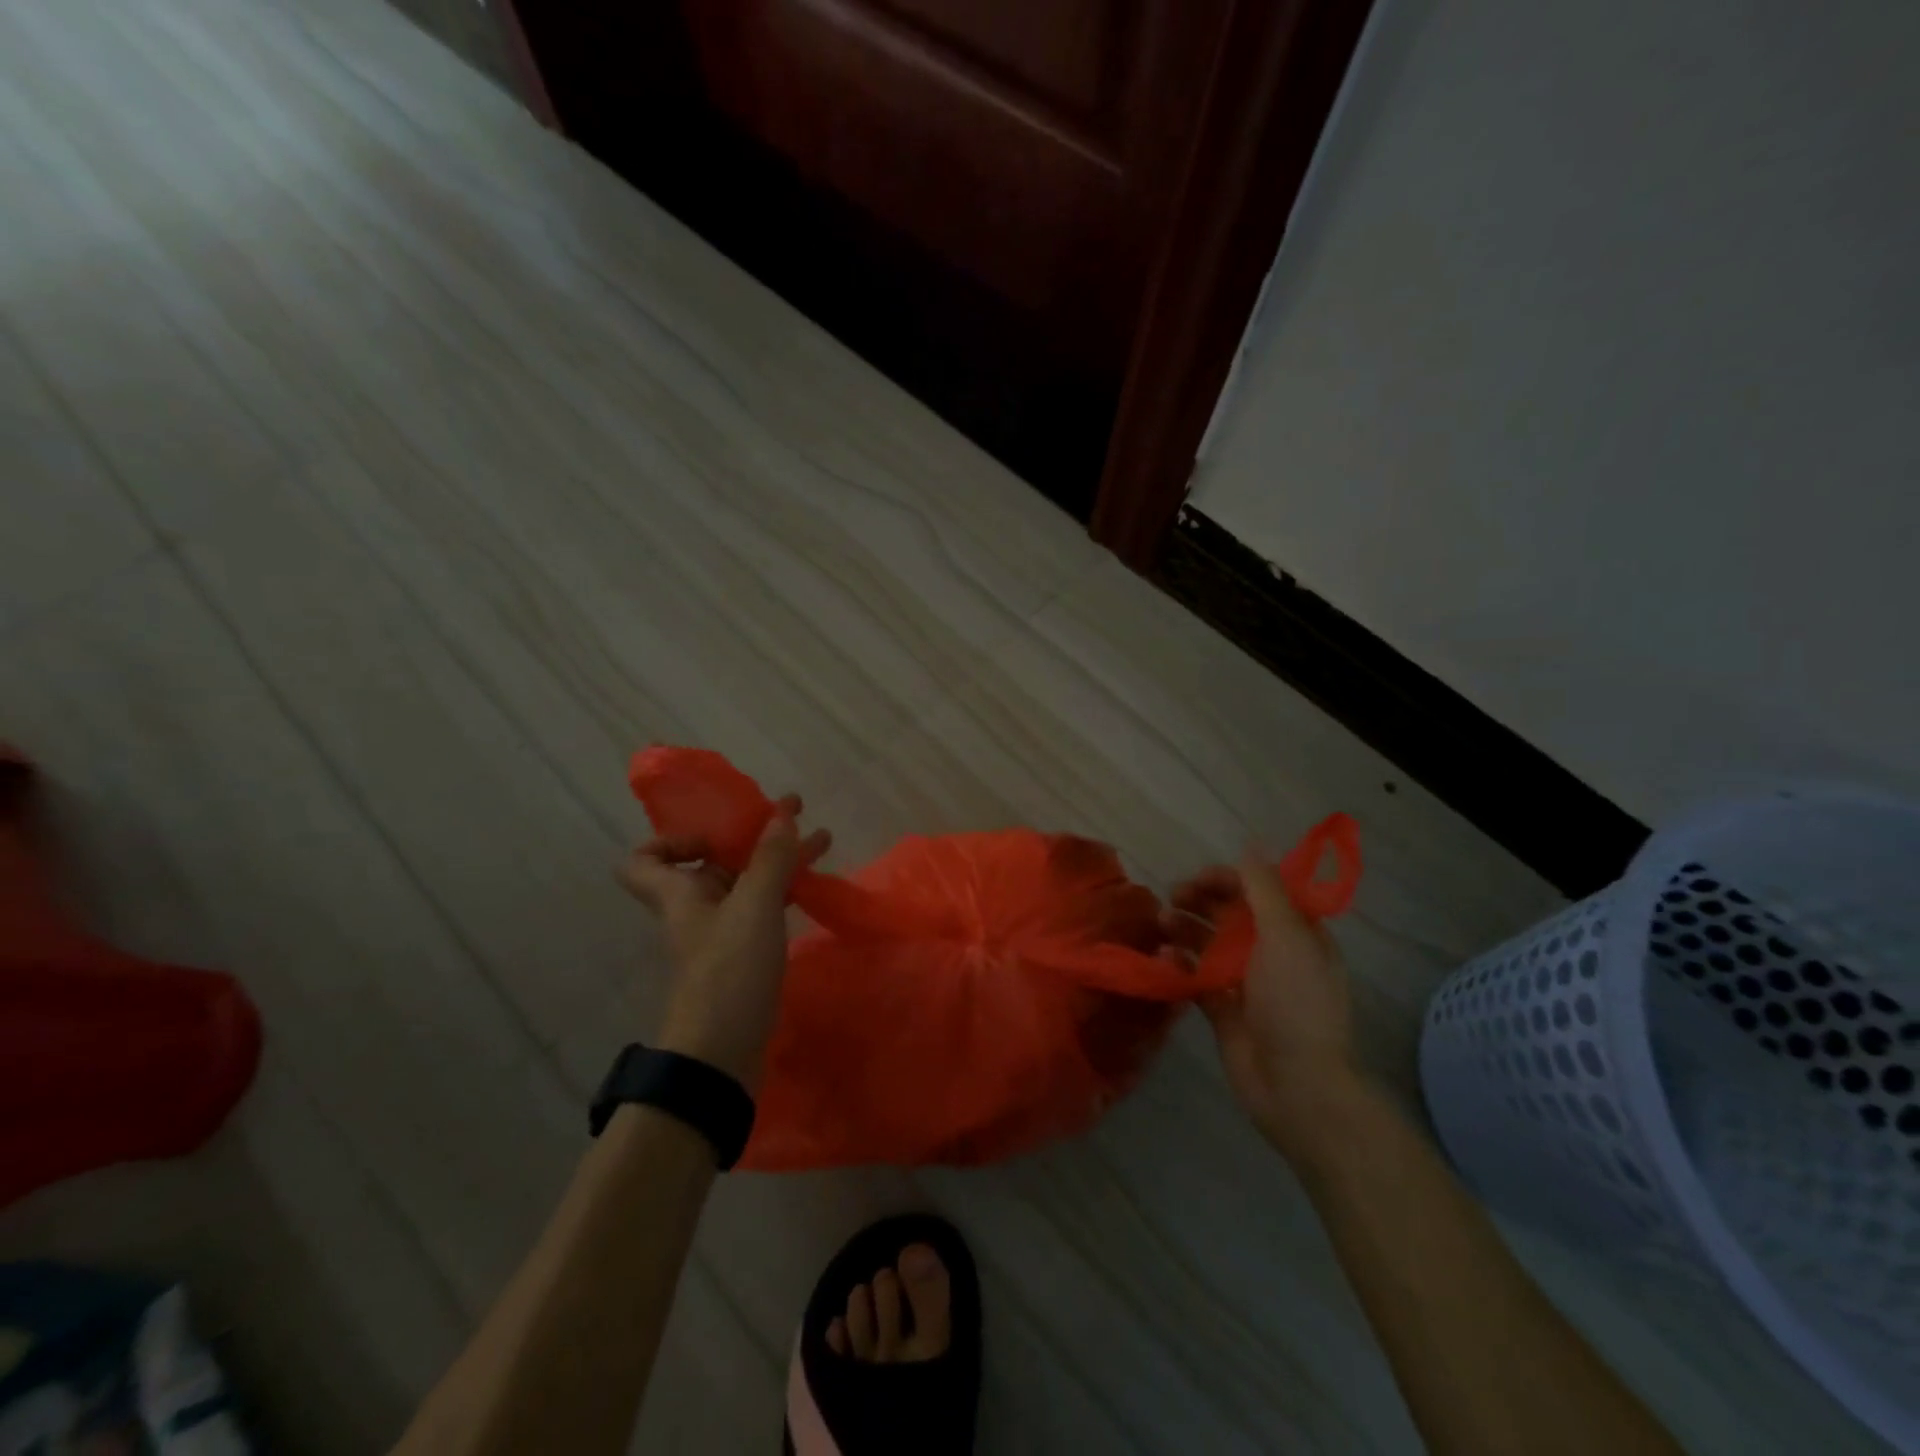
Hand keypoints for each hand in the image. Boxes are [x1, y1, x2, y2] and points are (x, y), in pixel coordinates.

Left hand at [619, 794, 829, 1089]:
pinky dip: (785, 891)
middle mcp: (694, 910)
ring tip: (823, 839)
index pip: (644, 859)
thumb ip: (770, 858)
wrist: (721, 1056)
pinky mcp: (744, 958)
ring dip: (778, 860)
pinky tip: (815, 883)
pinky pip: (762, 910)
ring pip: (745, 884)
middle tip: (795, 814)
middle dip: (752, 836)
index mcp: (680, 894)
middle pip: (712, 862)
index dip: (672, 838)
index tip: (717, 832)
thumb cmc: (728, 972)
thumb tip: (782, 812)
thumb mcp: (754, 907)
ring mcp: (720, 936)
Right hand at [1164, 850, 1370, 1156]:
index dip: (1230, 879)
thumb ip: (1265, 889)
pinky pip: (1196, 976)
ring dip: (1186, 928)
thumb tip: (1252, 842)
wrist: (1295, 1085)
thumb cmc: (1295, 1003)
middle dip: (1202, 900)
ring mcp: (1246, 982)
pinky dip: (1180, 963)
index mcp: (1297, 934)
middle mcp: (1273, 953)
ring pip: (1210, 942)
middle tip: (1172, 896)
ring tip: (1161, 923)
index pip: (1261, 891)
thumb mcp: (1286, 936)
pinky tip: (1163, 957)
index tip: (1199, 879)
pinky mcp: (1223, 1008)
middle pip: (1232, 914)